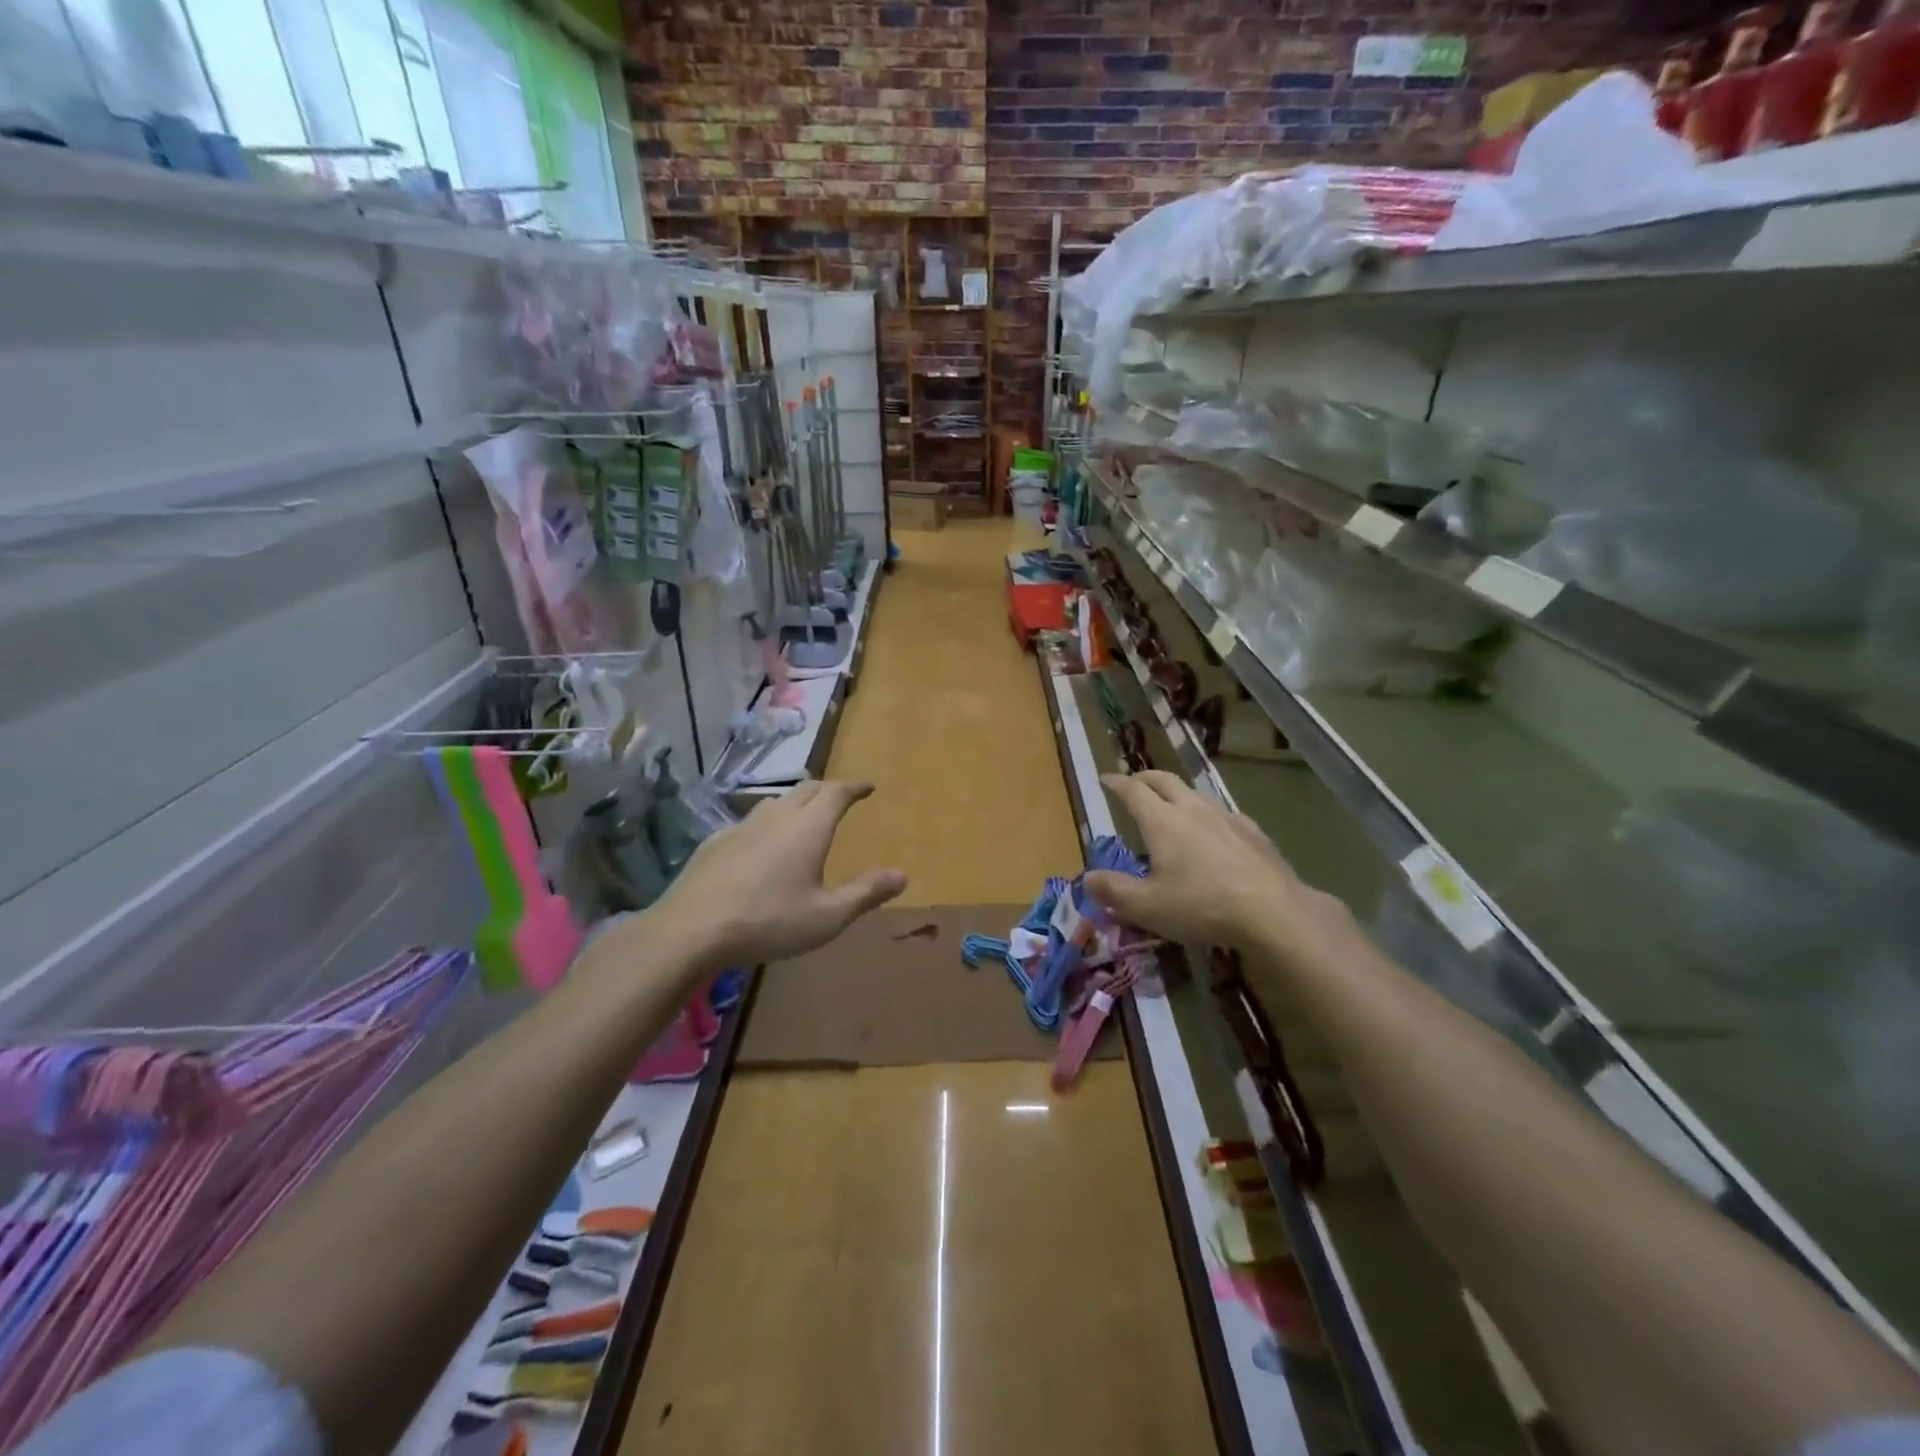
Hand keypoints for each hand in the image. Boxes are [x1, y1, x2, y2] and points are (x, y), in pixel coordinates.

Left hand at [650, 780, 907, 967]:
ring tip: (804, 816)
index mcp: (808, 828)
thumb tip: (902, 874)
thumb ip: (866, 893)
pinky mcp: (716, 842)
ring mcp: (742, 826)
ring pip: (776, 801)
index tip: (868, 786)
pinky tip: (761, 844)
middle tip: (840, 798)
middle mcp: (777, 817)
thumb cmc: (768, 922)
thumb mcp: (827, 917)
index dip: (854, 787)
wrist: (692, 929)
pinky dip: (767, 822)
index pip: (836, 792)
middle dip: (828, 789)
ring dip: (796, 802)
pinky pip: (750, 821)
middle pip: (807, 789)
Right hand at [1085, 771, 1350, 962]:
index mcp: (1162, 821)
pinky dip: (1207, 814)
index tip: (1105, 779)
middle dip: (1144, 778)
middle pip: (1164, 780)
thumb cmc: (1201, 906)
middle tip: (1133, 784)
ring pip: (1195, 793)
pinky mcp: (1253, 832)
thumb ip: (1113, 890)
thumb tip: (1087, 878)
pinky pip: (1223, 813)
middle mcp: (1192, 809)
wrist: (1273, 912)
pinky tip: (1215, 831)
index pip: (1133, 791)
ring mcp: (1226, 818)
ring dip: (1176, 793)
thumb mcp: (1147, 906)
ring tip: (1171, 806)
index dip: (1116, 783)